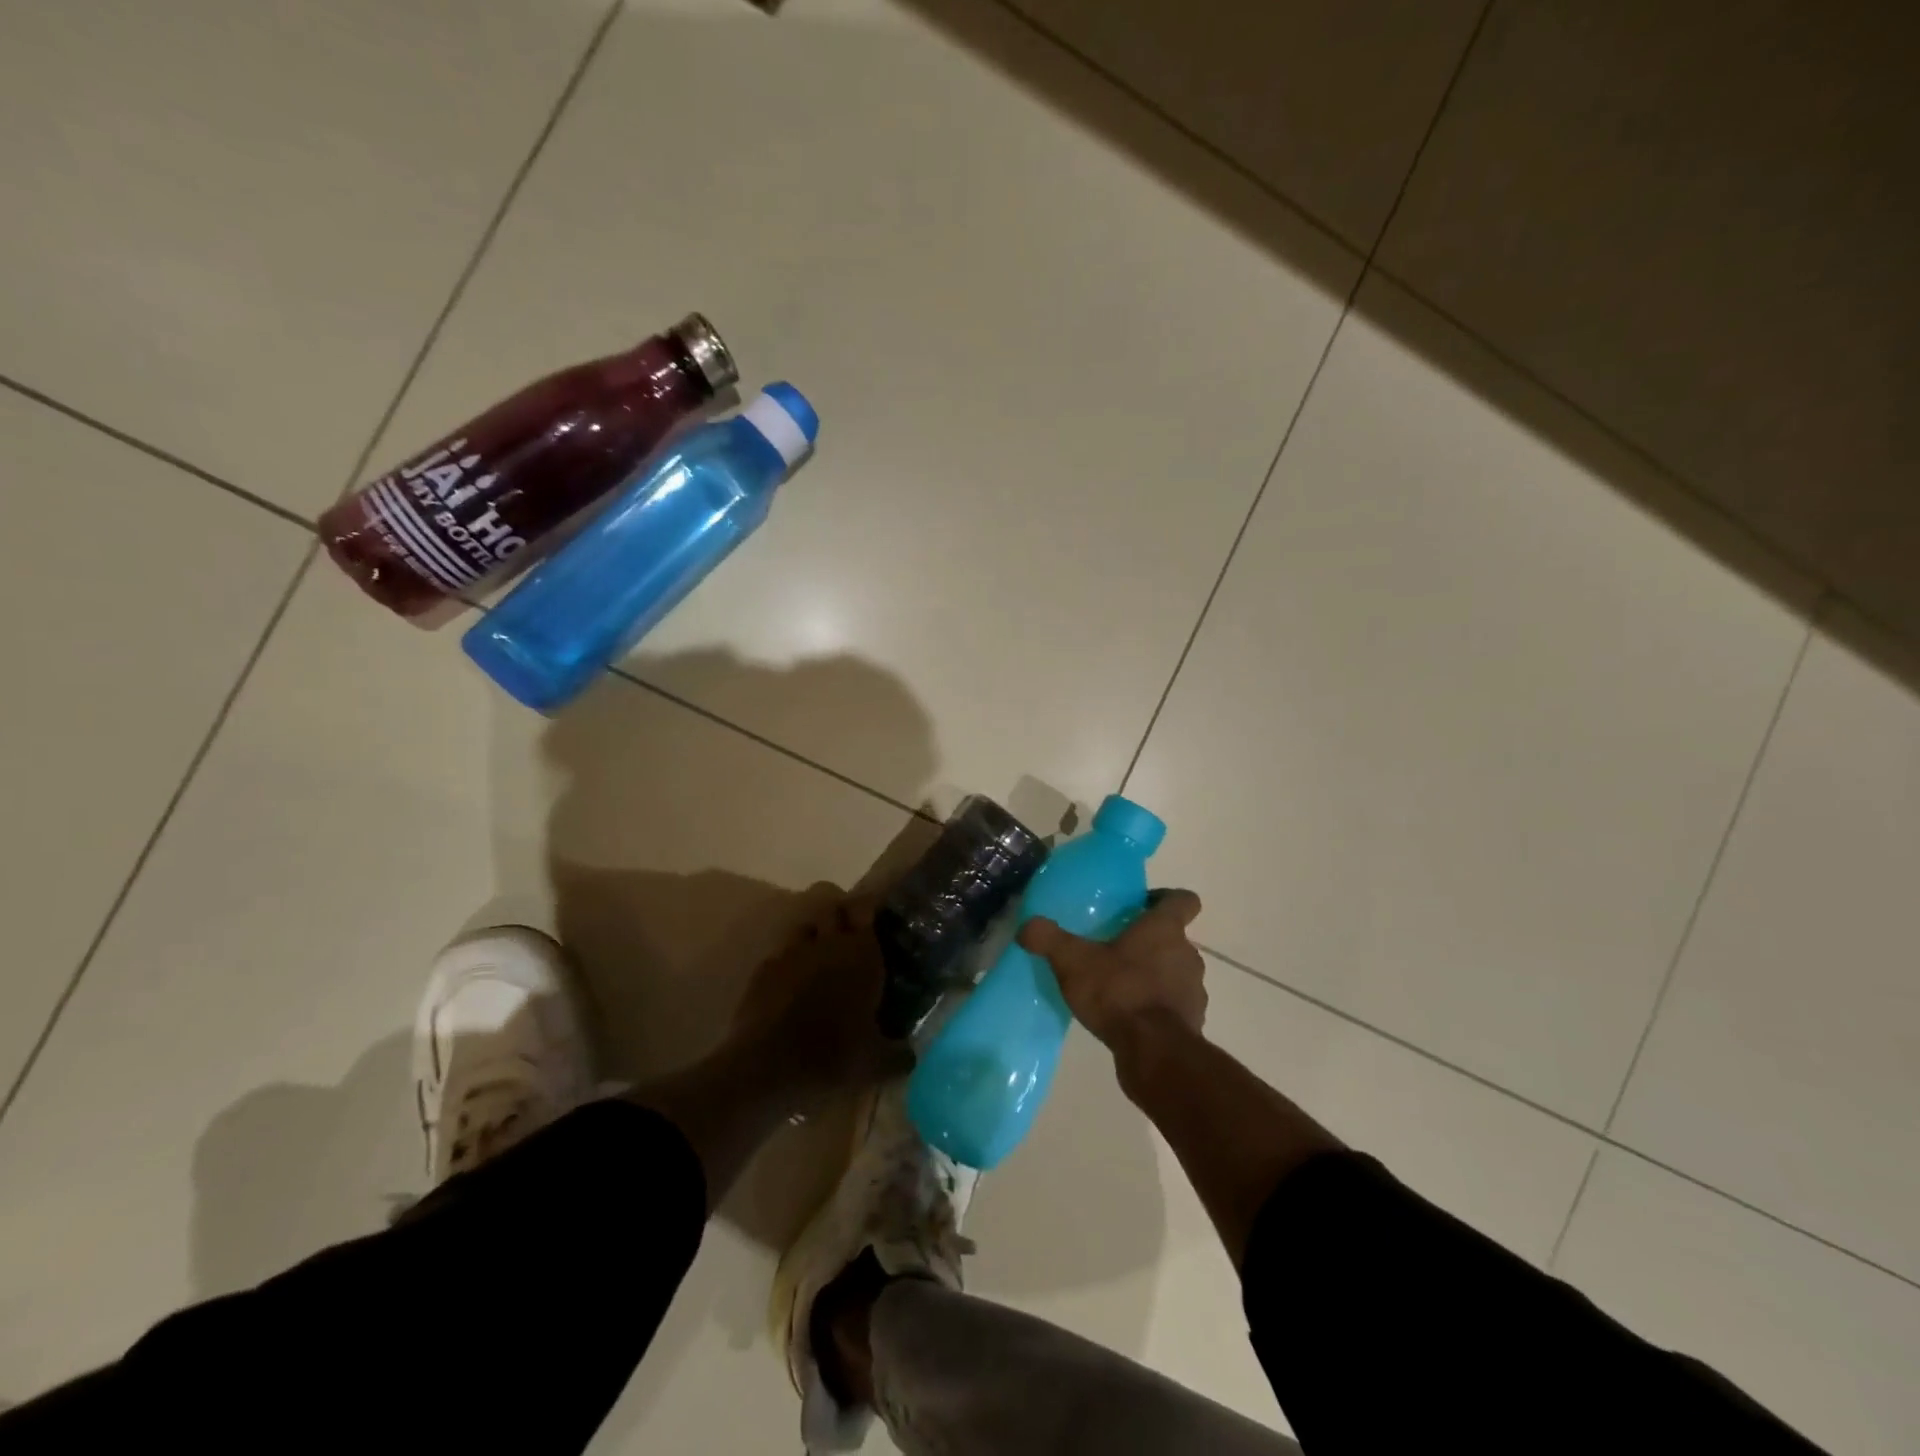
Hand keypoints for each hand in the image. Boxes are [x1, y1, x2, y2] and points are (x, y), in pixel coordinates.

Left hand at [729, 885, 908, 1107]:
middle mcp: (826, 943)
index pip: (864, 907)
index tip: (873, 913)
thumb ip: (898, 1055)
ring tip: (820, 956)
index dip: (867, 906)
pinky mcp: (762, 971)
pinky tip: (791, 985)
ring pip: (803, 927)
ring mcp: (790, 954)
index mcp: (860, 953)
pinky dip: (788, 964)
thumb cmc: (832, 1054)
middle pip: (831, 908)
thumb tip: (910, 1057)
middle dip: (840, 914)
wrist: (767, 1066)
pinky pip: (779, 955)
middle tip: (849, 933)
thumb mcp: (876, 1063)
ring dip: (813, 935)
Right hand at [1018, 889, 1207, 1048]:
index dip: (1167, 898)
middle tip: (1116, 948)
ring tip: (1120, 985)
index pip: (1184, 899)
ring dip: (1155, 974)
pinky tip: (1129, 1016)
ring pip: (1176, 971)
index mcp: (1164, 929)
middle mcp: (1187, 954)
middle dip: (1150, 941)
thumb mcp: (1073, 962)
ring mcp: (1194, 990)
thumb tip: (1027, 925)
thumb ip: (1048, 939)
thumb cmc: (1118, 992)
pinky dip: (1158, 1006)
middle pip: (1175, 938)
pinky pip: (1175, 1004)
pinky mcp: (1192, 1022)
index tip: (1142, 906)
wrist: (1154, 1052)